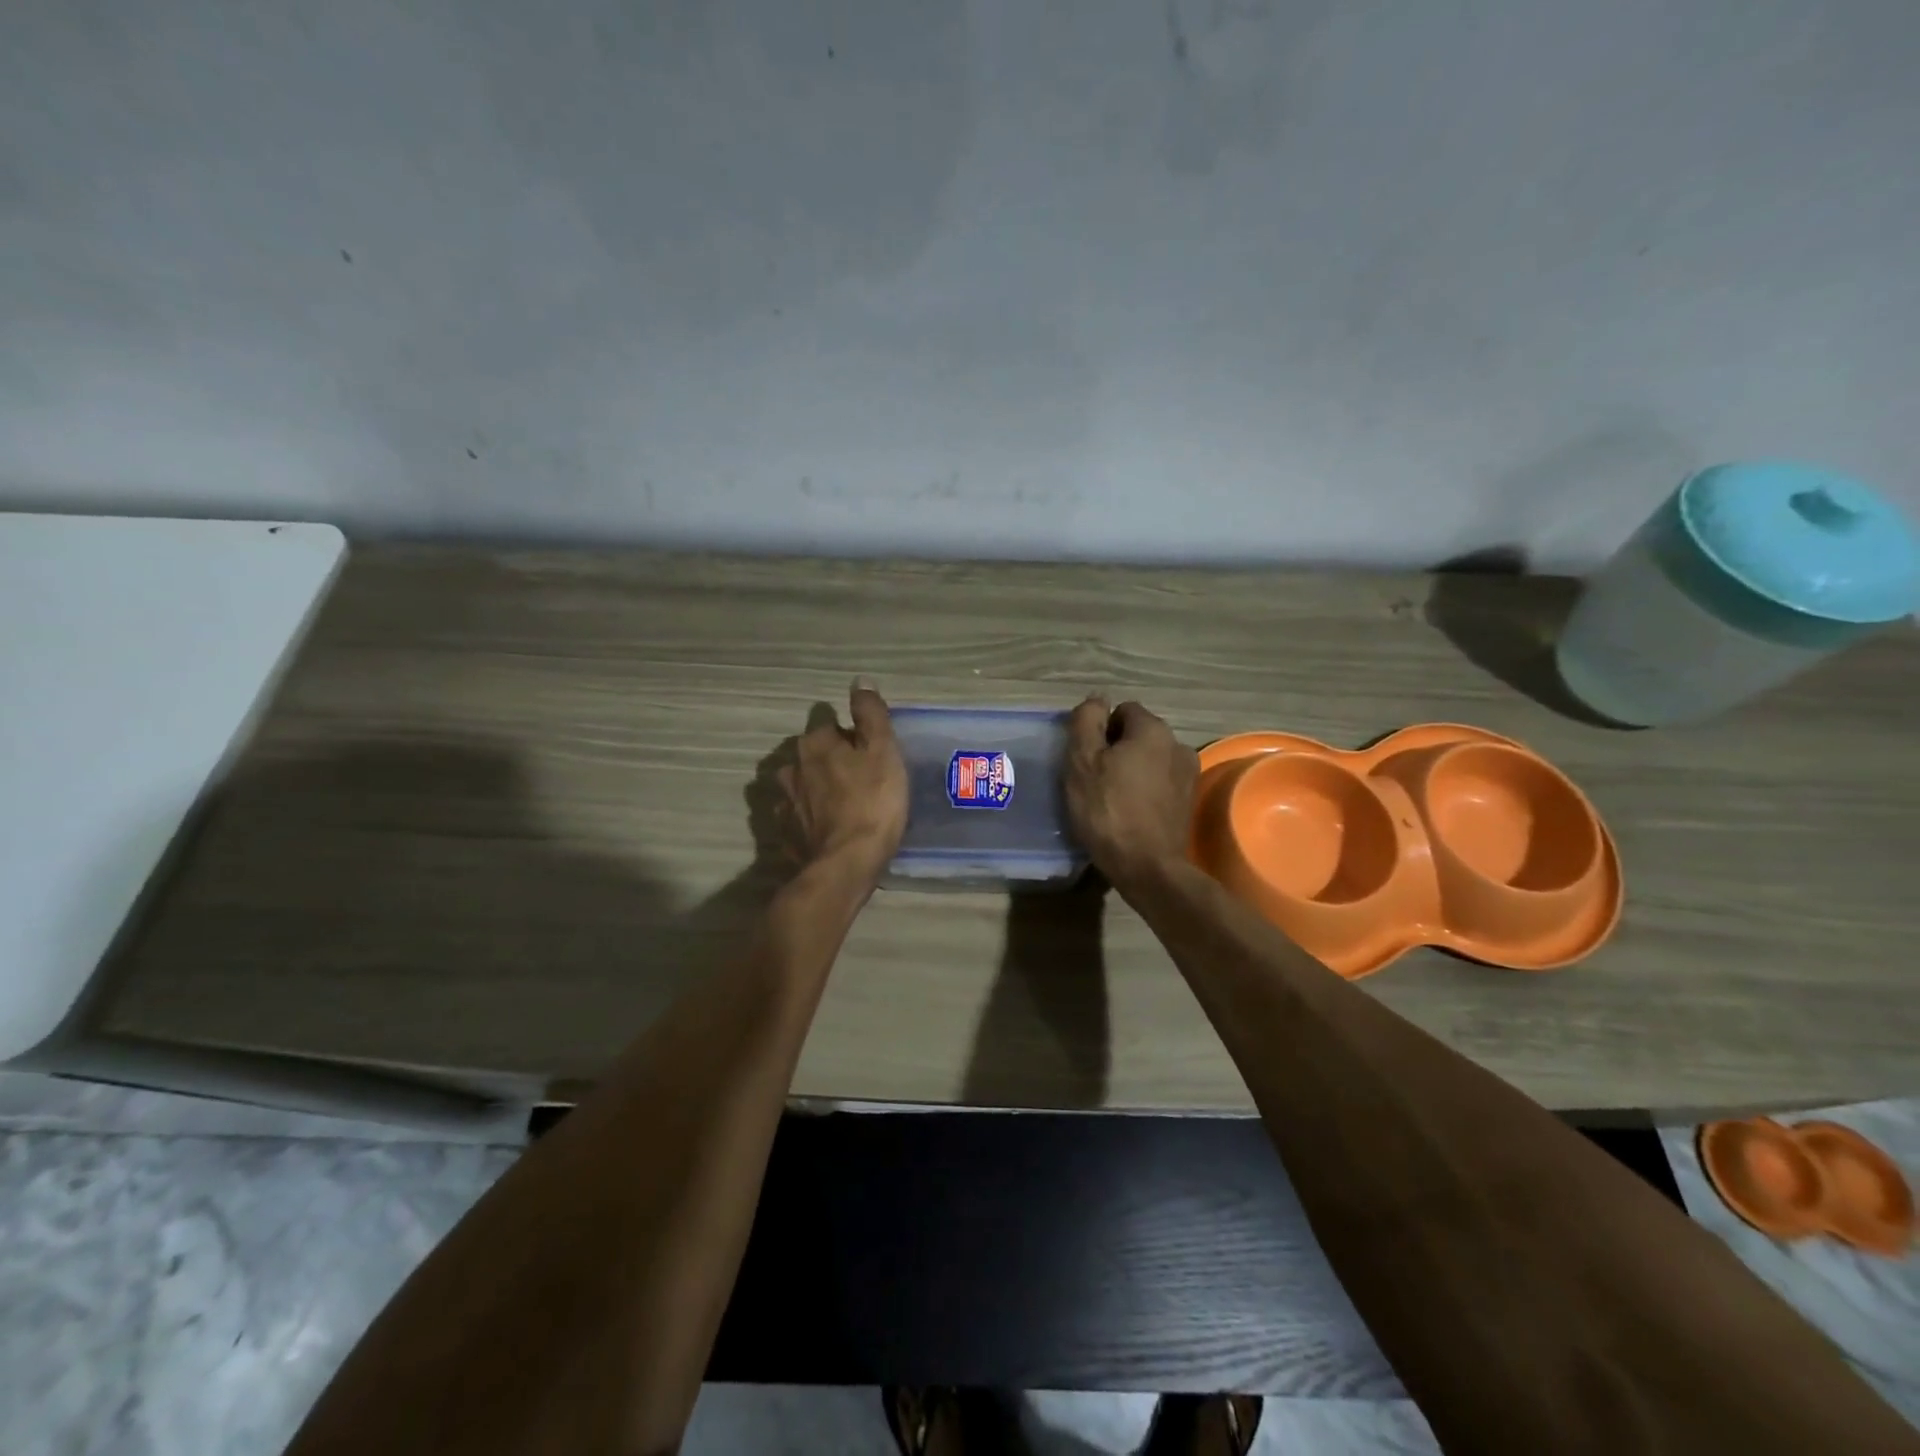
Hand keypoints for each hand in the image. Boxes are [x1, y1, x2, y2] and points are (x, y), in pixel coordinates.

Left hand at [778, 679, 908, 883]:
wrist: (846, 864)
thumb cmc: (873, 802)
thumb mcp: (883, 751)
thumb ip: (870, 714)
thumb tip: (859, 681)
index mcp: (815, 743)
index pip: (827, 720)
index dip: (849, 732)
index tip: (868, 748)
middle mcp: (791, 766)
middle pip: (812, 751)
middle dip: (831, 758)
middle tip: (860, 776)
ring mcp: (784, 801)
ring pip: (802, 782)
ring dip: (817, 786)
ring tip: (842, 803)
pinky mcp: (785, 832)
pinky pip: (797, 814)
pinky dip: (809, 816)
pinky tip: (826, 827)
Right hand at [1064, 697, 1197, 896]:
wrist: (1148, 867)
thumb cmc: (1108, 810)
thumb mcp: (1082, 761)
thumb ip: (1086, 721)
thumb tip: (1097, 698)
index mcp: (1154, 730)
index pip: (1122, 710)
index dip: (1100, 729)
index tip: (1086, 757)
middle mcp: (1178, 745)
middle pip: (1138, 735)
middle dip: (1116, 749)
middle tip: (1093, 779)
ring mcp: (1188, 775)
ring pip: (1150, 760)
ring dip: (1131, 770)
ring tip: (1110, 798)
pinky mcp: (1188, 802)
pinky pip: (1159, 783)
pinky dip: (1144, 790)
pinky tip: (1128, 812)